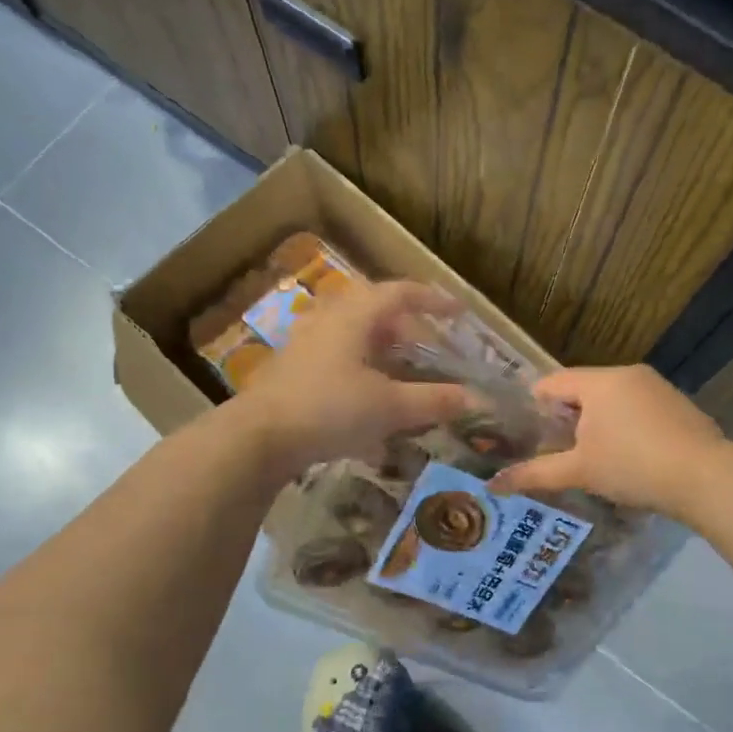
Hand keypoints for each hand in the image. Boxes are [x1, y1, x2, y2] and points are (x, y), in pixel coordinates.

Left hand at [232, 280, 474, 474]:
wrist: (258, 437)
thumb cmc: (329, 409)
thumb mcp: (389, 406)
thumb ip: (433, 400)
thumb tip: (474, 398)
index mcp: (354, 315)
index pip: (400, 293)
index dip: (433, 300)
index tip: (458, 313)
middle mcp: (328, 320)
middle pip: (375, 311)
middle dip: (407, 328)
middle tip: (431, 349)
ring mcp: (305, 344)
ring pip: (353, 335)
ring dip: (382, 350)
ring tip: (403, 374)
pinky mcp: (292, 369)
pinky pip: (336, 358)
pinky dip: (361, 371)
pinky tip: (369, 403)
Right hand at [490, 365, 724, 517]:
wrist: (707, 478)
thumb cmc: (633, 466)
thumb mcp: (580, 471)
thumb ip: (536, 474)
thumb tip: (493, 485)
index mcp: (600, 381)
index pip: (553, 382)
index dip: (534, 406)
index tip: (525, 433)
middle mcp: (628, 374)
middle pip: (583, 388)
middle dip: (567, 416)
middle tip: (555, 448)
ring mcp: (658, 387)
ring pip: (612, 398)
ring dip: (597, 421)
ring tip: (590, 456)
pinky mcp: (678, 405)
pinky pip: (637, 408)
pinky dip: (624, 425)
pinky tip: (628, 456)